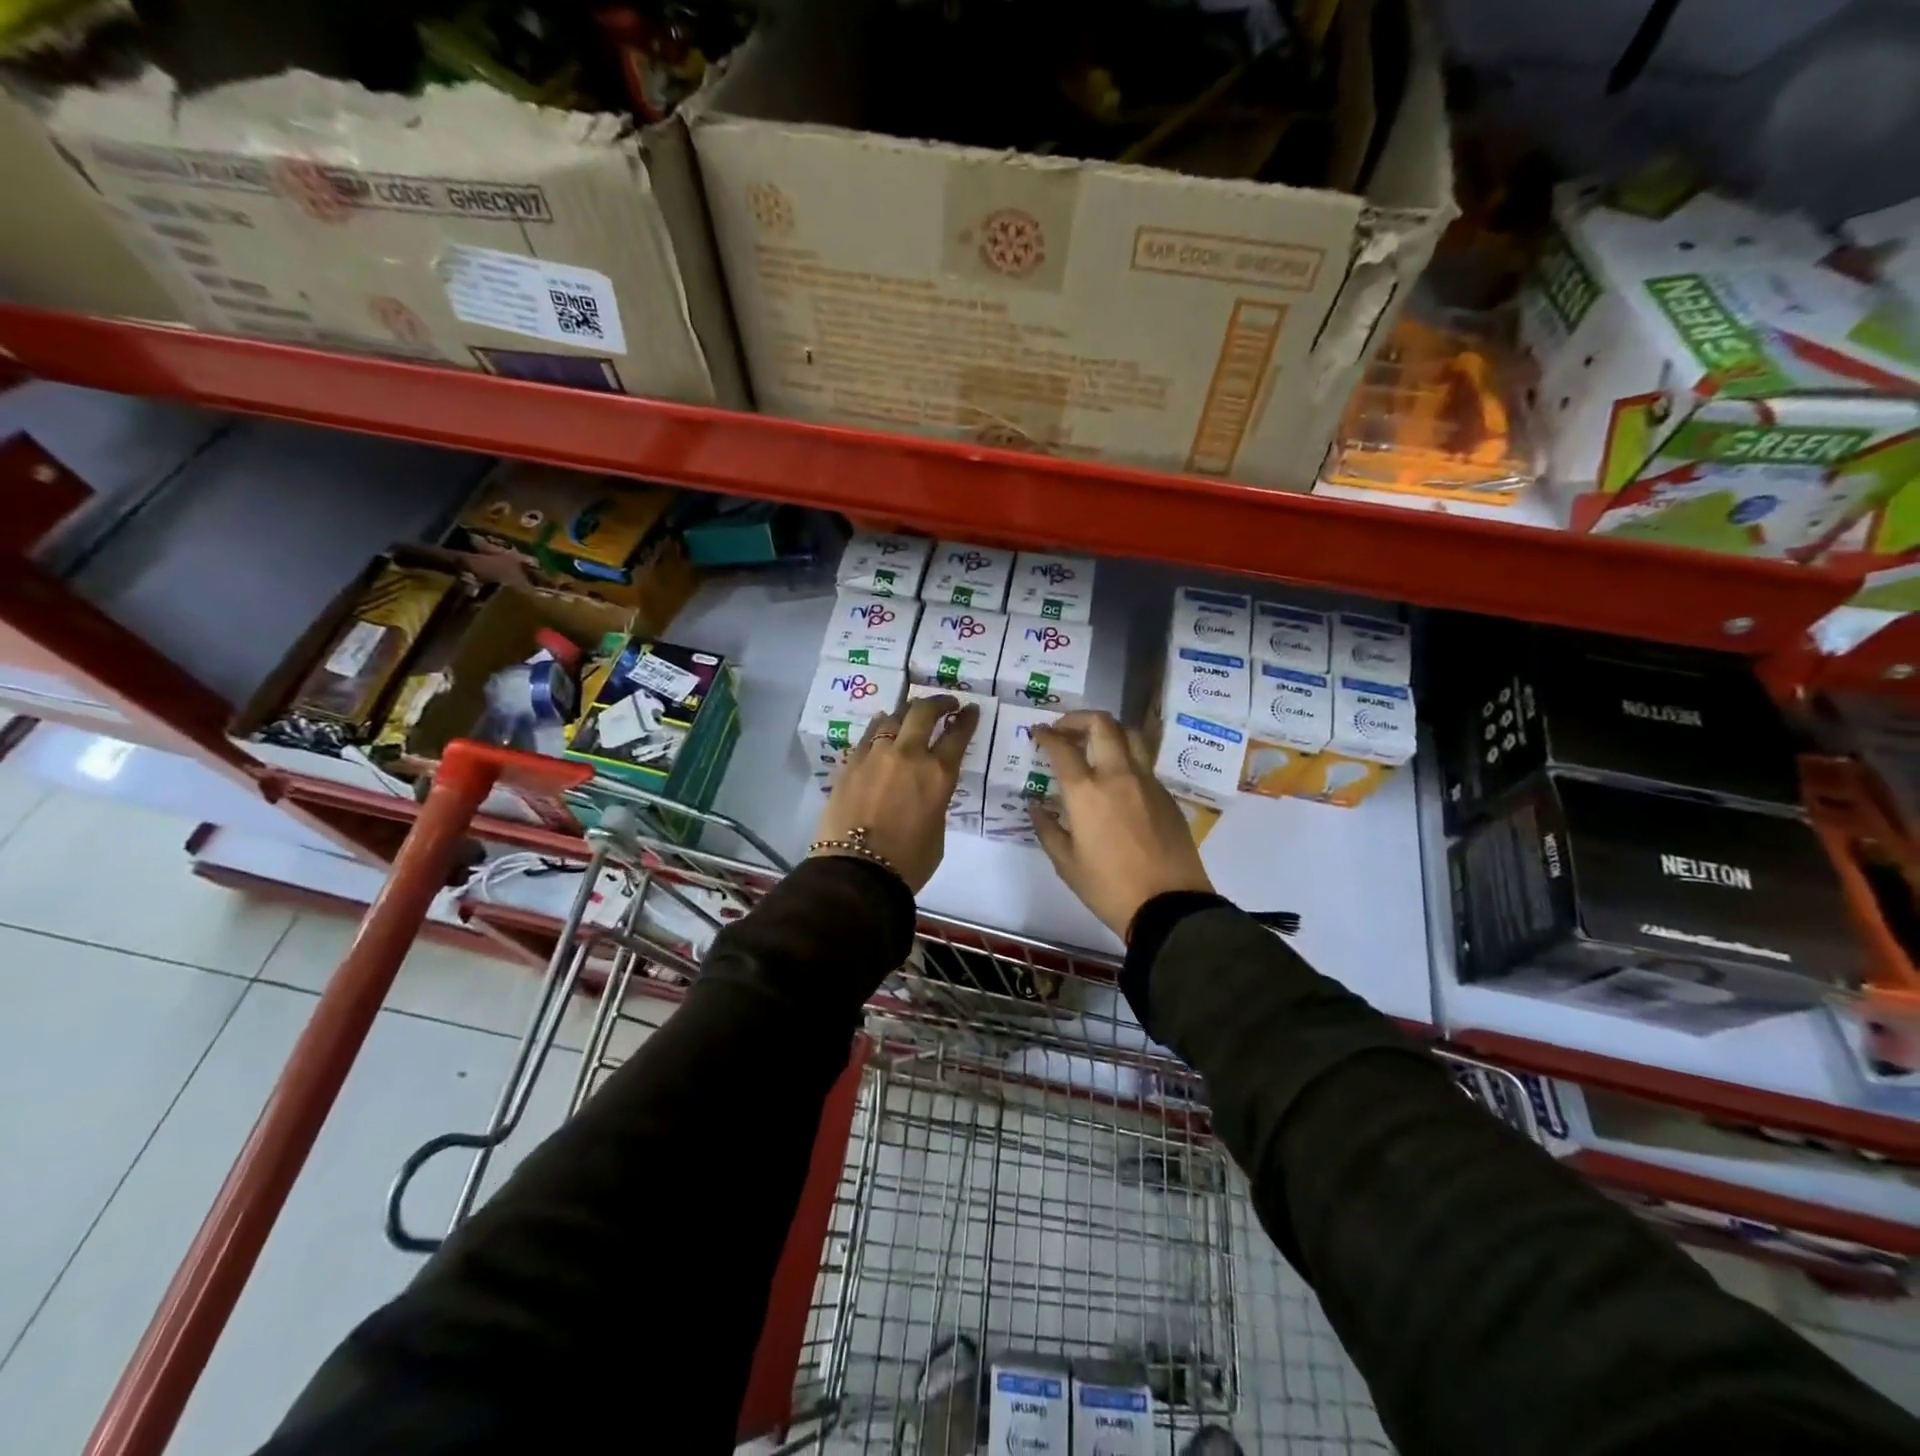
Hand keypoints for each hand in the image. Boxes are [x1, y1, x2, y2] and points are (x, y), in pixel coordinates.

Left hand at [813, 694, 979, 891]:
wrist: (856, 872)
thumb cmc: (908, 862)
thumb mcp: (937, 830)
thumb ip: (936, 800)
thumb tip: (926, 789)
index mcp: (938, 774)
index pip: (958, 734)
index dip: (967, 719)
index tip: (970, 710)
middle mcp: (908, 755)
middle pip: (924, 712)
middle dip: (938, 702)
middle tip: (945, 704)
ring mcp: (875, 754)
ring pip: (893, 716)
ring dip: (907, 712)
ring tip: (911, 715)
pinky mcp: (850, 762)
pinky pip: (869, 734)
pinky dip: (880, 727)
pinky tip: (882, 728)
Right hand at [1029, 710, 1214, 938]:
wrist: (1169, 906)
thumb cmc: (1108, 887)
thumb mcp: (1066, 862)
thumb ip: (1047, 828)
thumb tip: (1036, 805)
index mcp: (1086, 792)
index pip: (1062, 747)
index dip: (1046, 734)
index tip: (1038, 732)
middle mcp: (1118, 775)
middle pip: (1102, 724)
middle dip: (1078, 718)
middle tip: (1065, 729)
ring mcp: (1147, 782)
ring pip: (1131, 735)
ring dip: (1108, 731)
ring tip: (1095, 743)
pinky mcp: (1166, 795)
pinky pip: (1144, 763)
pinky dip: (1126, 758)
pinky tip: (1117, 780)